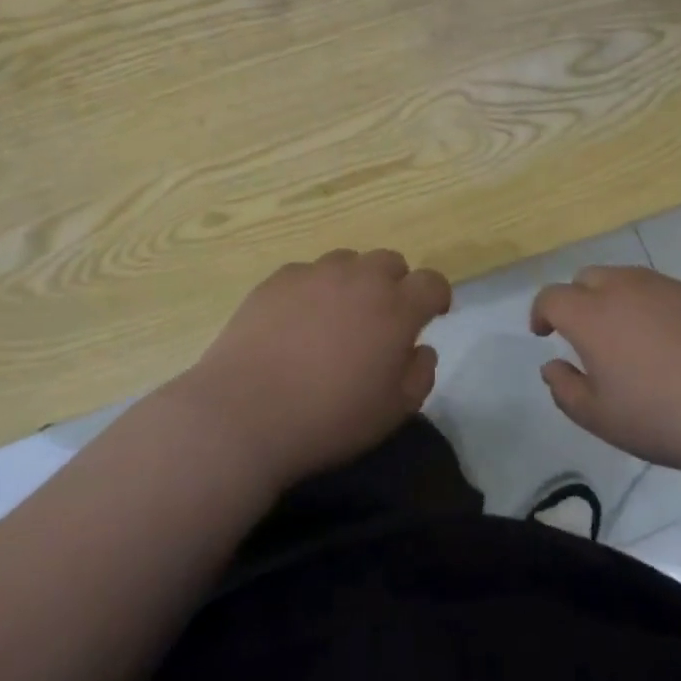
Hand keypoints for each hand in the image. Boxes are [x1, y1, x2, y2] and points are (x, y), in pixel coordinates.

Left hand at [177, 249, 450, 489]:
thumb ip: (420, 374)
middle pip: (391, 262)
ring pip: (348, 262)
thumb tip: (421, 348)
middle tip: (380, 320)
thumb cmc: (328, 418)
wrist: (244, 413)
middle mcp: (360, 278)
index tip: (432, 315)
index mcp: (396, 308)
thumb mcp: (393, 411)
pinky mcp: (278, 279)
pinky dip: (312, 290)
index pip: (432, 282)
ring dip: (353, 283)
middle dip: (395, 285)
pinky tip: (296, 323)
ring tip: (335, 319)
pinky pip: (307, 273)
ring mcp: (316, 274)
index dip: (436, 297)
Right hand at [531, 266, 680, 481]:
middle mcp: (626, 288)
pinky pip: (666, 292)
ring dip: (617, 300)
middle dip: (578, 299)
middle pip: (588, 277)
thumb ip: (565, 389)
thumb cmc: (662, 418)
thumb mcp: (600, 418)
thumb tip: (552, 366)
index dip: (542, 312)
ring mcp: (668, 287)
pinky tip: (674, 345)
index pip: (552, 296)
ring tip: (631, 339)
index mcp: (592, 314)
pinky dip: (656, 308)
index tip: (544, 332)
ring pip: (629, 279)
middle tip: (586, 335)